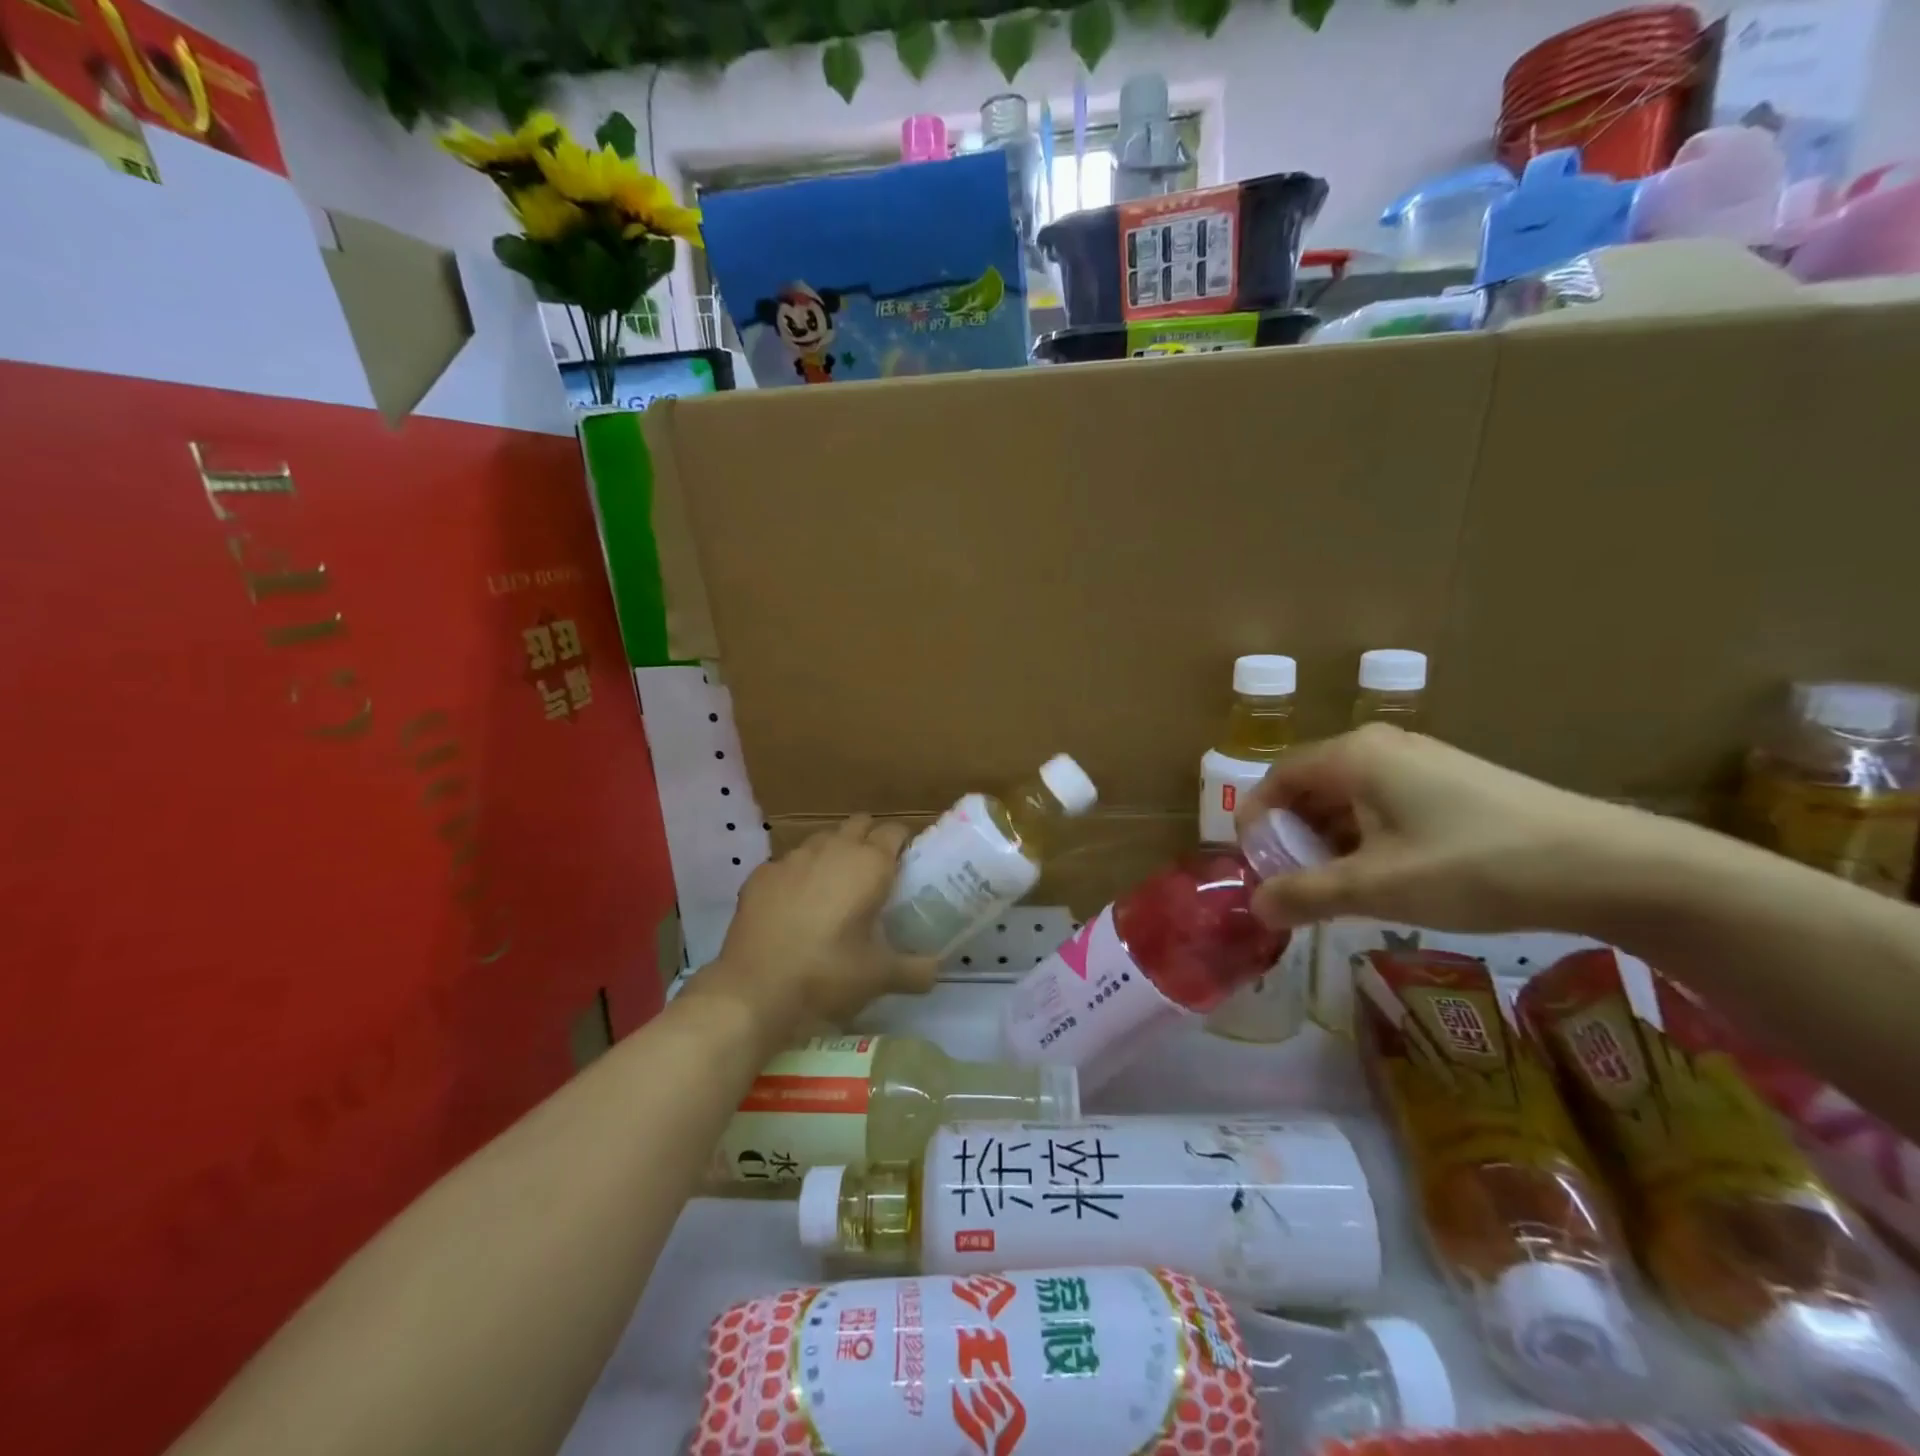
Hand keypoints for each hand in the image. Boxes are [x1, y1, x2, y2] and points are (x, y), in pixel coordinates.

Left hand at [697, 816, 936, 1040]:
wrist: (754, 991)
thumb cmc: (827, 975)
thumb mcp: (880, 977)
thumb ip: (917, 970)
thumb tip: (937, 969)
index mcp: (868, 864)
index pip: (895, 831)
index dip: (904, 844)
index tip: (908, 865)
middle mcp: (832, 848)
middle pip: (859, 824)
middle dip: (870, 839)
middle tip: (876, 874)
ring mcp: (792, 858)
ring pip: (822, 839)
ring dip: (834, 853)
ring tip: (835, 888)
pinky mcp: (761, 874)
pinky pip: (789, 862)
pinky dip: (800, 875)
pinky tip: (796, 905)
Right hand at [1236, 724, 1639, 933]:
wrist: (1606, 865)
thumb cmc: (1472, 866)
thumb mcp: (1377, 887)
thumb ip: (1306, 895)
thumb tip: (1257, 907)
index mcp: (1353, 756)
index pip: (1277, 777)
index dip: (1255, 821)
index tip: (1254, 866)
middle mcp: (1381, 746)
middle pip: (1311, 786)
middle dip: (1293, 836)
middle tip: (1294, 885)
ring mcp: (1421, 761)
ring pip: (1349, 798)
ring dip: (1330, 841)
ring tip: (1337, 890)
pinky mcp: (1452, 783)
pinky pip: (1384, 804)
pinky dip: (1367, 838)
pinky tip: (1386, 878)